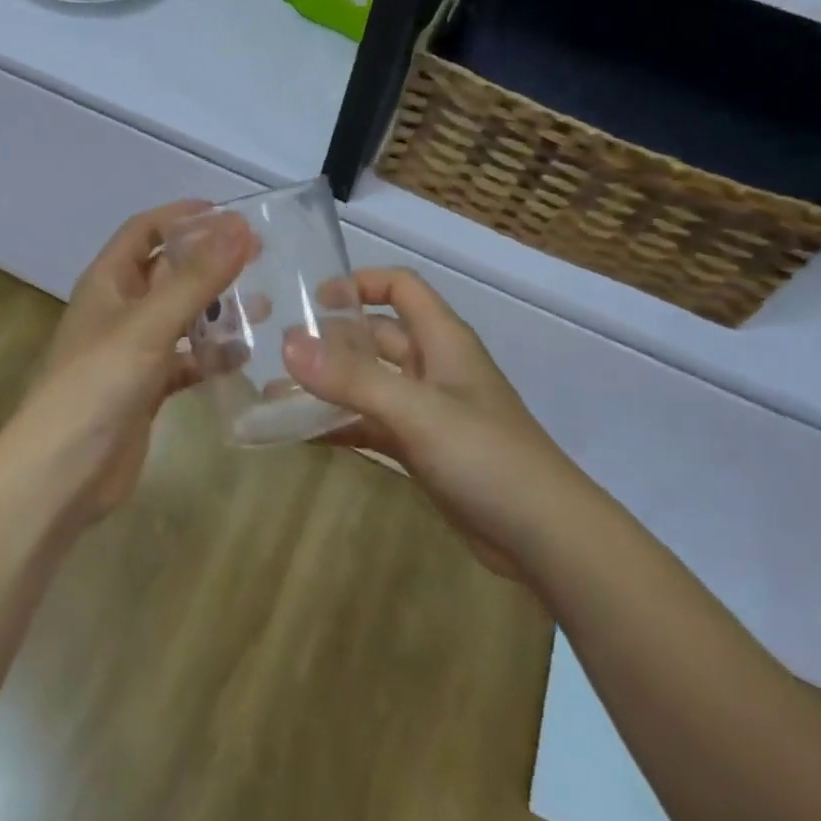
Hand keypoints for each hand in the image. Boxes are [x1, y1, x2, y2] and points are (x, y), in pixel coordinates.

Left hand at [2, 201, 251, 523]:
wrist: (61, 473)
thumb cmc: (98, 383)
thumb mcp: (149, 323)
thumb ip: (196, 277)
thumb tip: (240, 228)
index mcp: (108, 281)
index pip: (144, 229)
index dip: (182, 216)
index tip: (229, 213)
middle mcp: (119, 308)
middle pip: (167, 270)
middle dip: (208, 260)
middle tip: (258, 255)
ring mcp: (132, 350)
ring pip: (181, 315)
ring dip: (215, 307)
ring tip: (262, 304)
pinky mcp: (146, 387)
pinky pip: (185, 359)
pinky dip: (211, 355)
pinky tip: (243, 357)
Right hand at [283, 268, 553, 578]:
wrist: (544, 537)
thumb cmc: (486, 455)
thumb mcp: (417, 411)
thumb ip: (352, 378)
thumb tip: (287, 345)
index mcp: (442, 339)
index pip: (400, 287)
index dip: (360, 284)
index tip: (313, 300)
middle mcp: (433, 366)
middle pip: (376, 336)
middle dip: (331, 341)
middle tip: (279, 353)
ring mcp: (427, 410)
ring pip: (369, 384)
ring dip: (329, 387)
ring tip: (275, 395)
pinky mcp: (422, 449)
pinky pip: (372, 423)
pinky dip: (341, 424)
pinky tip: (303, 435)